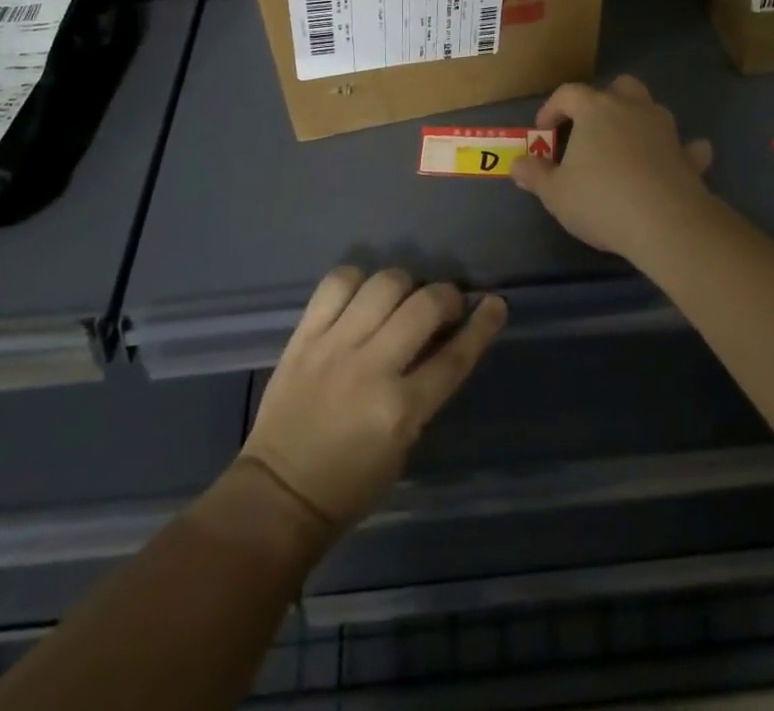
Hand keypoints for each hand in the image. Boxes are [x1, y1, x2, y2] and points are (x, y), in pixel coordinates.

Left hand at [241, 267, 506, 531]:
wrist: (278, 494)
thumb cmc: (351, 482)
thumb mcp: (404, 443)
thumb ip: (424, 387)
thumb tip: (442, 339)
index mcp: (401, 410)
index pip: (455, 357)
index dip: (482, 326)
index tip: (495, 304)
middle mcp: (371, 369)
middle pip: (424, 306)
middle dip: (445, 296)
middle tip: (444, 306)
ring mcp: (334, 347)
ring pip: (383, 284)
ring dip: (404, 284)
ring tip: (402, 297)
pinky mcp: (304, 336)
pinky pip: (336, 284)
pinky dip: (357, 280)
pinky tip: (362, 293)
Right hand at [511, 75, 714, 260]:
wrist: (666, 223)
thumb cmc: (601, 201)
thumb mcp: (555, 193)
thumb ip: (535, 175)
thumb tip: (517, 164)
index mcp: (595, 109)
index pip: (568, 93)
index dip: (552, 108)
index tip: (543, 132)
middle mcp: (632, 108)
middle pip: (618, 87)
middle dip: (603, 101)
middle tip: (589, 129)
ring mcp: (665, 129)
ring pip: (651, 108)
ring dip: (638, 120)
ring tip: (625, 146)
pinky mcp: (689, 155)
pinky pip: (685, 145)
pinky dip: (678, 150)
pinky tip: (672, 162)